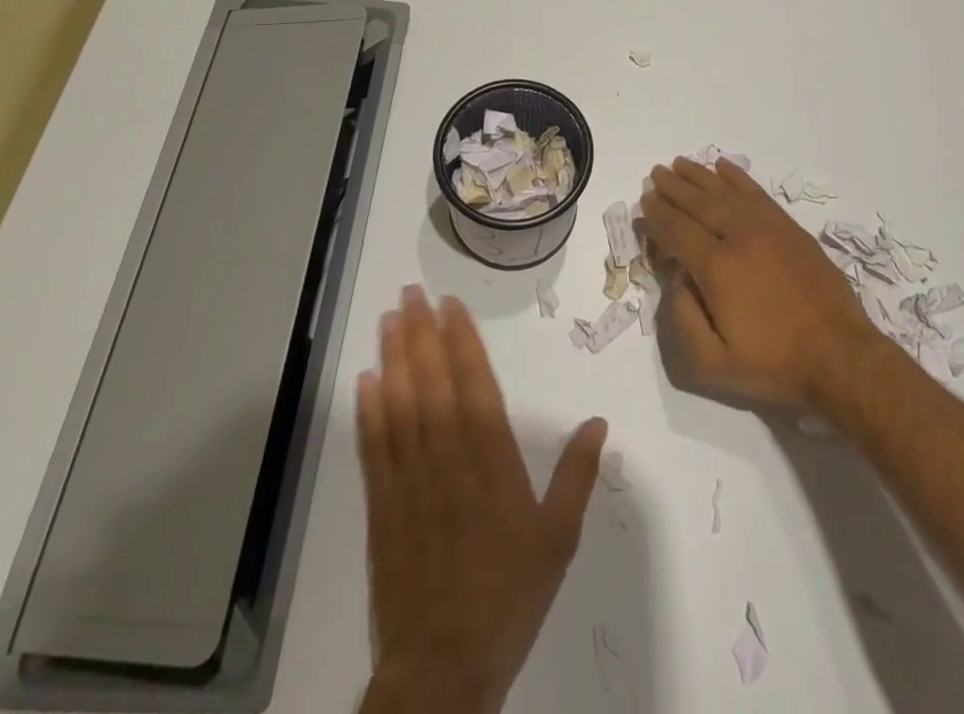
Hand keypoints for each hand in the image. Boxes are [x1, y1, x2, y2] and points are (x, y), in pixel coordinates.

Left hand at [357, 285, 607, 713]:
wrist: (442, 668)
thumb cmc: (508, 597)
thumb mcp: (558, 539)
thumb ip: (577, 476)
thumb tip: (597, 422)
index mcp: (491, 461)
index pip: (475, 384)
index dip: (461, 340)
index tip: (449, 305)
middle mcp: (448, 458)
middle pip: (432, 383)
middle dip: (421, 334)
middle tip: (410, 294)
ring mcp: (410, 480)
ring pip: (400, 405)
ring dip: (393, 359)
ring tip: (388, 320)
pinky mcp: (383, 506)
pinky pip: (374, 448)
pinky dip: (368, 412)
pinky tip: (366, 381)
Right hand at [641, 157, 880, 409]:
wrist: (839, 356)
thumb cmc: (774, 363)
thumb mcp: (713, 363)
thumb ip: (683, 320)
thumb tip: (676, 281)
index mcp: (716, 268)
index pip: (677, 231)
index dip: (658, 215)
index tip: (644, 201)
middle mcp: (739, 237)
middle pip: (698, 203)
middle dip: (673, 188)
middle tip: (655, 174)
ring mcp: (767, 228)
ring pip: (725, 192)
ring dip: (700, 176)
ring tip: (680, 164)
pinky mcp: (790, 228)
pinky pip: (757, 193)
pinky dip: (737, 177)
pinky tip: (723, 167)